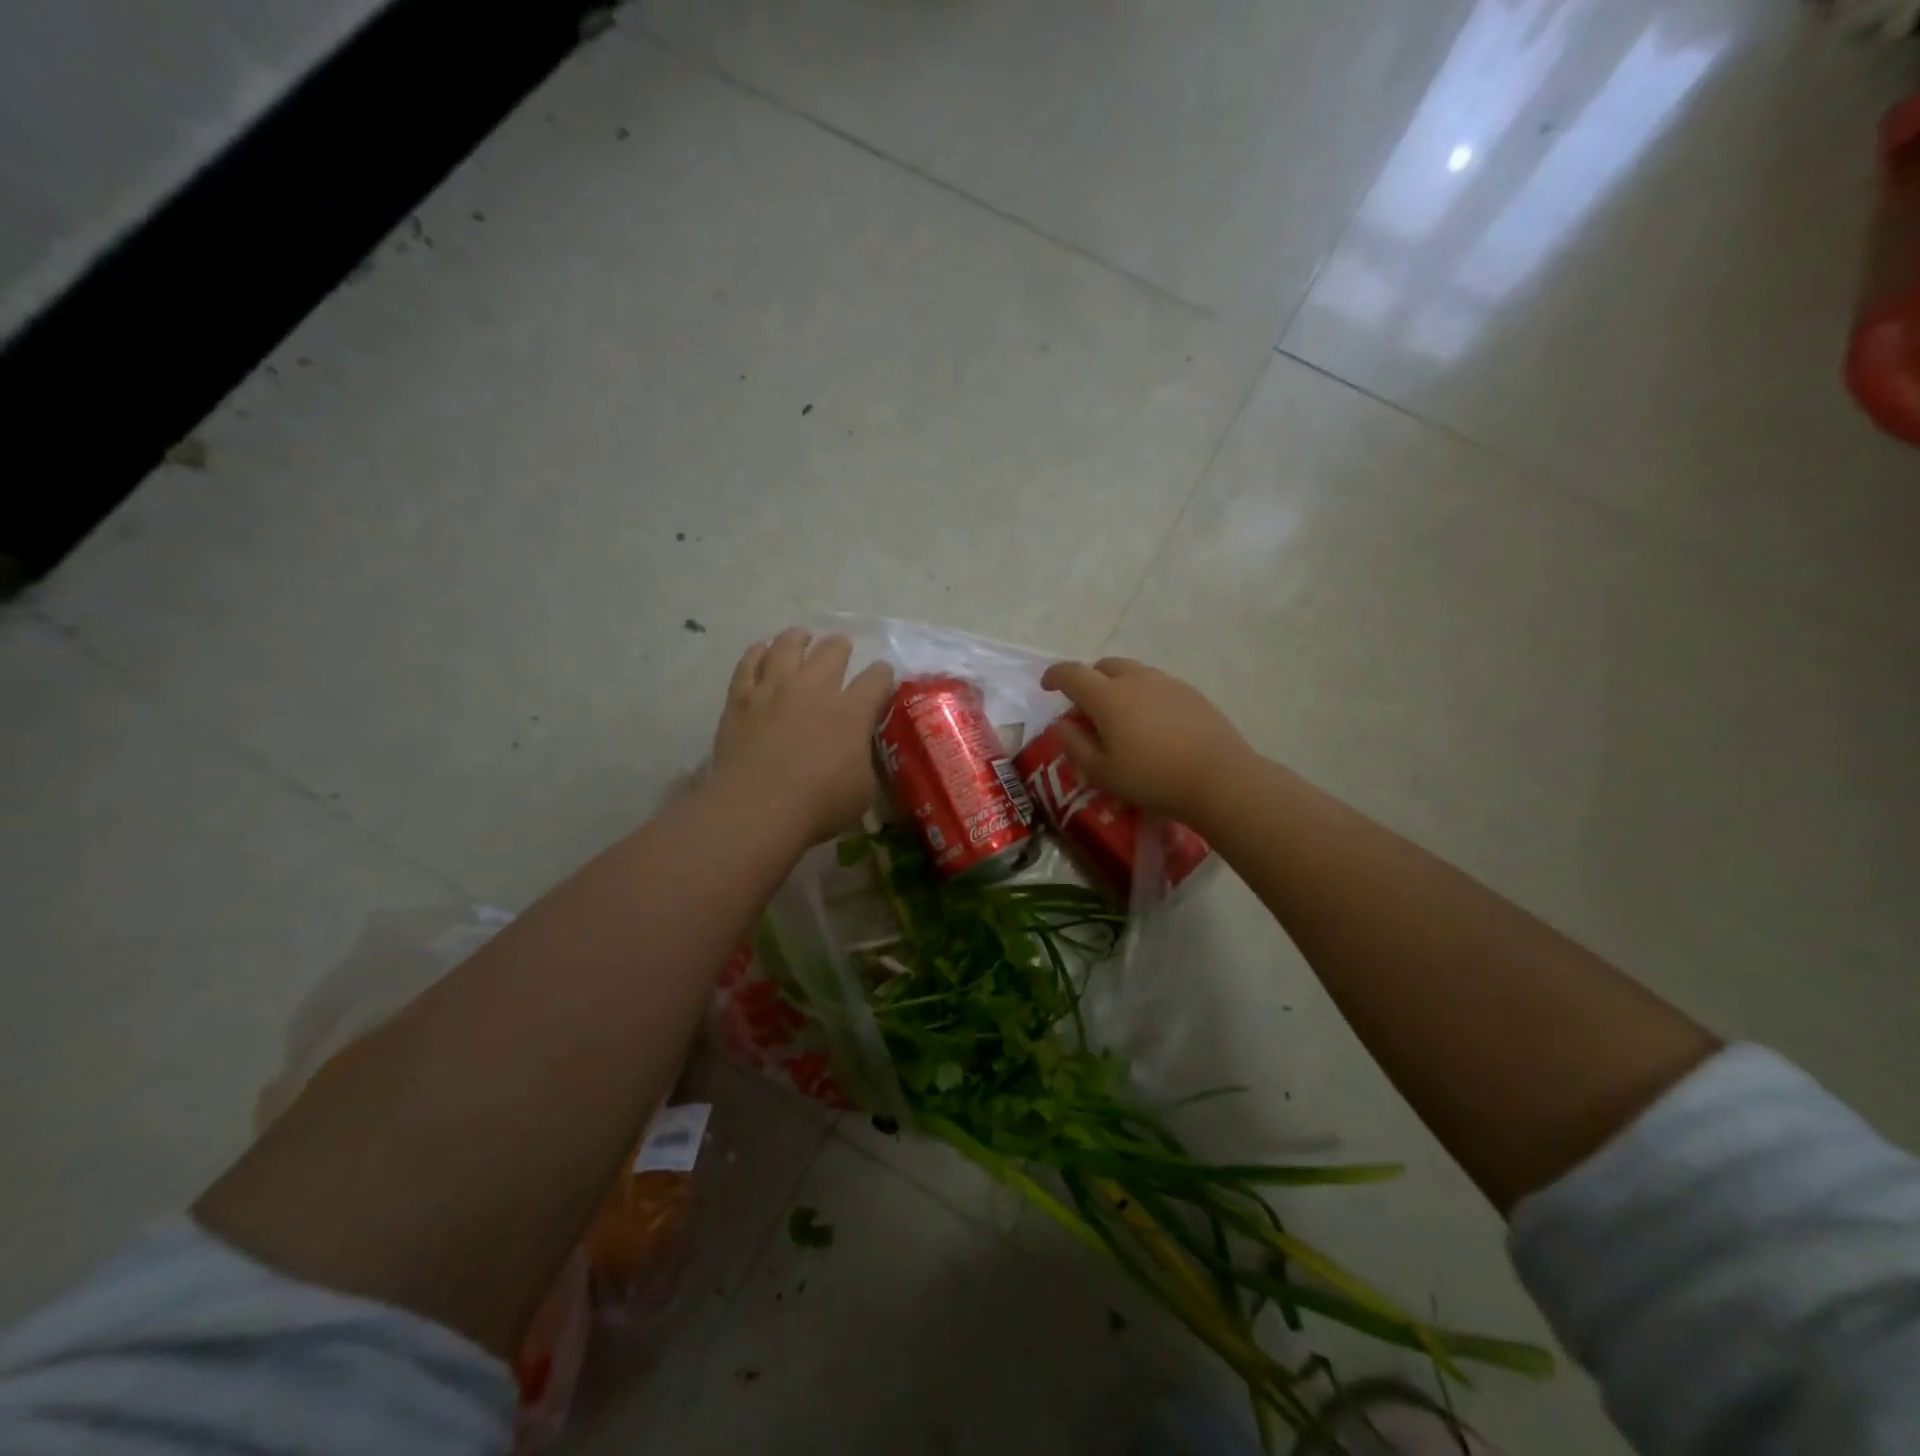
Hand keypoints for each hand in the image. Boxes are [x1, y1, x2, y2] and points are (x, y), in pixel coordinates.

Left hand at [713, 628, 895, 843]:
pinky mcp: (740, 699)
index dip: (883, 674)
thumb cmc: (819, 805)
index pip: (876, 679)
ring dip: (798, 639)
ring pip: (787, 646)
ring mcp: (774, 690)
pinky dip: (757, 653)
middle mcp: (814, 689)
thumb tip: (857, 754)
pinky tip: (761, 650)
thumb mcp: (862, 790)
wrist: (757, 807)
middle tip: (841, 650)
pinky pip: (748, 664)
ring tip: (801, 637)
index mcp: (852, 712)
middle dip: (841, 647)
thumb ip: (862, 762)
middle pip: (832, 651)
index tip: (883, 676)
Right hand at [1038, 657, 1253, 821]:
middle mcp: (1135, 679)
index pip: (1072, 674)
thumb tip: (1061, 724)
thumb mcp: (1101, 772)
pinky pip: (1156, 684)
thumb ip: (1074, 745)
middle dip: (1088, 680)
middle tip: (1085, 707)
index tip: (1046, 686)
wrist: (1218, 778)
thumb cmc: (1151, 778)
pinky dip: (1143, 695)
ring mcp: (1166, 683)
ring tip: (1119, 716)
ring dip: (1117, 686)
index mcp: (1107, 696)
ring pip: (1132, 673)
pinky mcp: (1190, 693)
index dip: (1054, 676)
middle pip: (1104, 666)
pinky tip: (1151, 724)